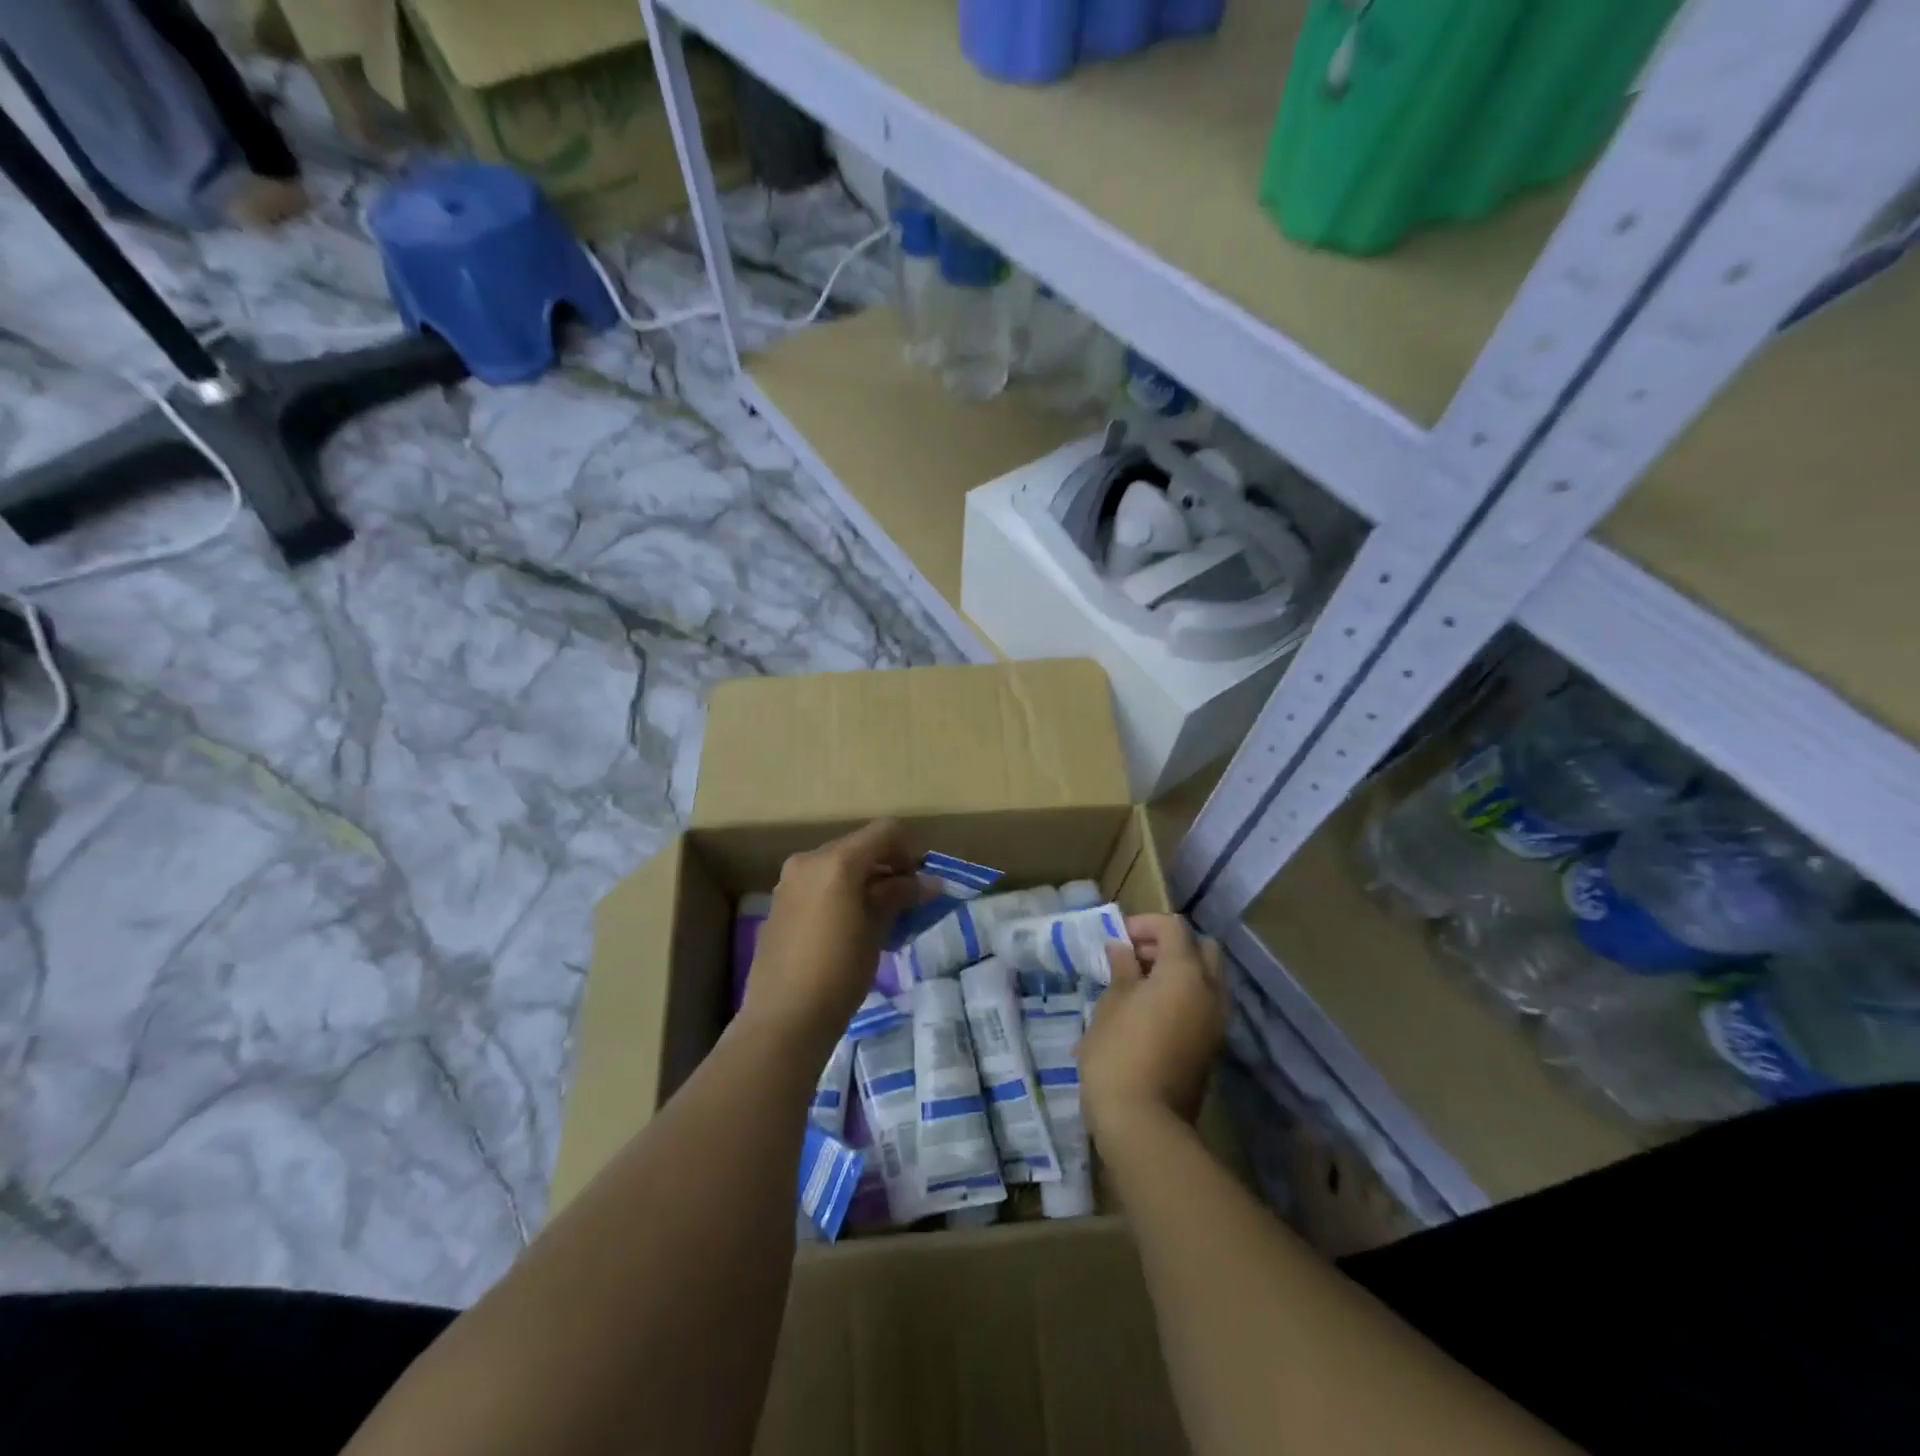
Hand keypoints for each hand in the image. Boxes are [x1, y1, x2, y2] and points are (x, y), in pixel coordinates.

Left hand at [741, 819, 923, 1052]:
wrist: (784, 1018)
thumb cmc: (839, 971)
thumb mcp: (876, 931)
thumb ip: (899, 897)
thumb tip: (927, 883)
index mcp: (836, 861)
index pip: (884, 831)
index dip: (910, 848)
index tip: (922, 878)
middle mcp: (809, 860)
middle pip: (859, 845)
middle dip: (887, 865)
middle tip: (908, 897)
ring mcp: (790, 881)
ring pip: (838, 864)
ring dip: (865, 878)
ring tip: (883, 913)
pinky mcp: (780, 903)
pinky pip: (819, 883)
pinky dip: (842, 890)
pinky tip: (853, 924)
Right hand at [1080, 913, 1227, 1141]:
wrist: (1144, 1125)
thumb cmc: (1118, 1054)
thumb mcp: (1111, 1004)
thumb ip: (1122, 970)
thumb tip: (1122, 949)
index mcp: (1185, 973)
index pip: (1174, 927)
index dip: (1145, 924)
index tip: (1118, 939)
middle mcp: (1210, 991)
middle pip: (1202, 948)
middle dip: (1171, 944)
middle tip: (1136, 957)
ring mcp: (1216, 1022)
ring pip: (1208, 978)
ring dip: (1180, 970)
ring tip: (1139, 984)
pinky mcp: (1212, 1046)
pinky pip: (1204, 1004)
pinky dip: (1184, 995)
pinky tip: (1150, 1010)